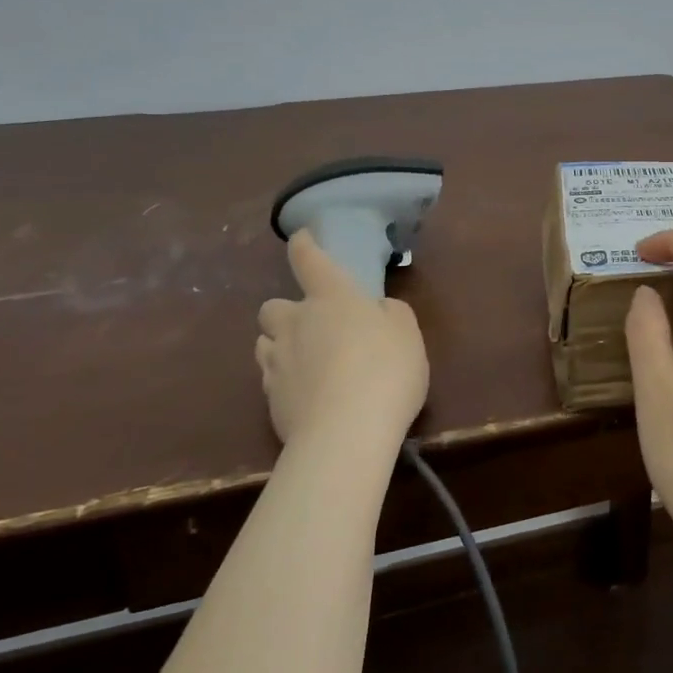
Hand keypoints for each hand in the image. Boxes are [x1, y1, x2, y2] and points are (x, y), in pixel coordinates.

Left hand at [255, 231, 428, 454]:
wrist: (345, 434)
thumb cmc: (385, 371)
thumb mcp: (407, 333)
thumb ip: (392, 313)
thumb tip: (377, 309)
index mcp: (332, 297)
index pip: (308, 259)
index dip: (303, 245)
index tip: (301, 238)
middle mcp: (296, 322)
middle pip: (271, 306)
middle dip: (286, 312)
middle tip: (312, 327)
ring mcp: (277, 361)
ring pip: (264, 342)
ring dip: (280, 345)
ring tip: (305, 362)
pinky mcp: (268, 399)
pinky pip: (269, 377)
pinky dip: (283, 379)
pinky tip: (305, 394)